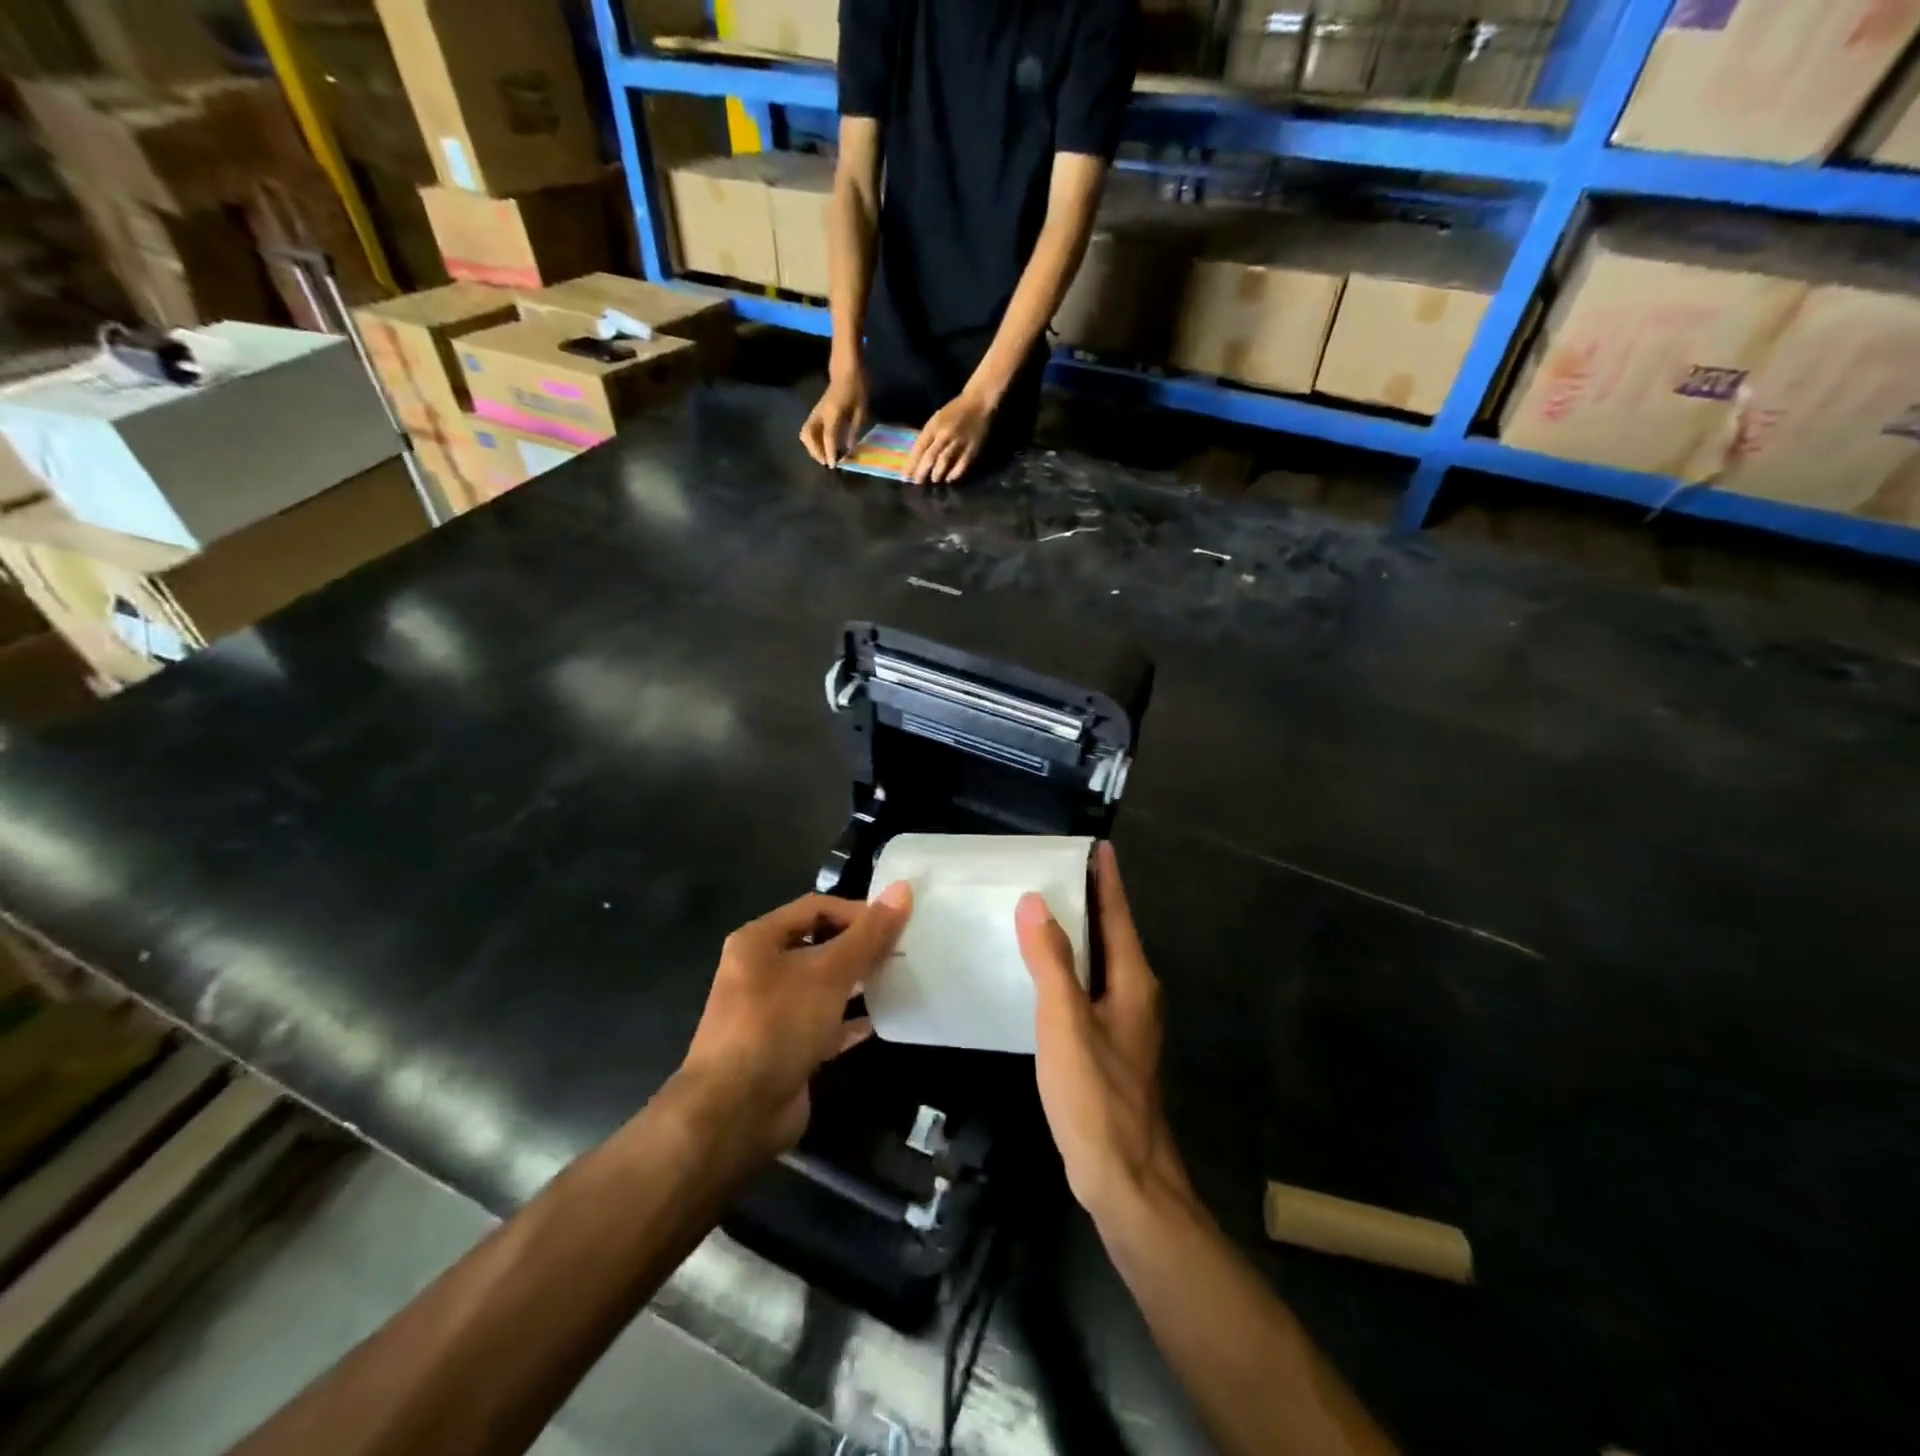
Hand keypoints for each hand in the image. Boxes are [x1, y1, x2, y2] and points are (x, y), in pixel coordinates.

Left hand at [678, 883, 910, 1162]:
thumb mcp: (828, 972)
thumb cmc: (778, 1025)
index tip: (895, 924)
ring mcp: (772, 1013)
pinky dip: (850, 1021)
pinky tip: (881, 1020)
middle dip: (859, 947)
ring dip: (857, 983)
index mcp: (759, 941)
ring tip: (898, 979)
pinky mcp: (785, 1049)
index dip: (856, 911)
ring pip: (823, 986)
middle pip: (819, 945)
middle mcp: (761, 971)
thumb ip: (868, 933)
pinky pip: (824, 1024)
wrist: (735, 1113)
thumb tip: (903, 888)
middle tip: (902, 950)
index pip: (815, 908)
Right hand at [800, 367, 868, 465]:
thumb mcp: (861, 410)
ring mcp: (815, 412)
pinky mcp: (814, 413)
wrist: (846, 370)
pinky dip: (812, 442)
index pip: (828, 436)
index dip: (829, 452)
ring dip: (812, 448)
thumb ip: (853, 430)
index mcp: (833, 412)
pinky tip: (822, 448)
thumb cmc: (856, 388)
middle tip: (827, 462)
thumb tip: (848, 449)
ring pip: (805, 433)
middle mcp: (820, 413)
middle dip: (816, 451)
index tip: (833, 466)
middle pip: (809, 435)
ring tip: (823, 457)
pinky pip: (808, 430)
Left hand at [904, 389, 994, 483]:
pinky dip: (954, 473)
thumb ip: (929, 435)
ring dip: (937, 474)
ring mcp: (958, 442)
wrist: (978, 402)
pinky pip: (961, 465)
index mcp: (934, 426)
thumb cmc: (955, 410)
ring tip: (933, 480)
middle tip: (918, 482)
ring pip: (944, 462)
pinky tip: (949, 478)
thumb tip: (919, 456)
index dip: (912, 463)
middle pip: (930, 457)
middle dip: (922, 472)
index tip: (906, 475)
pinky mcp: (971, 448)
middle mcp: (944, 435)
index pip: (919, 448)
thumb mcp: (937, 418)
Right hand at [1016, 844, 1189, 1219]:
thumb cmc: (1096, 1096)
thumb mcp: (1065, 1023)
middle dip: (1091, 900)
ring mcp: (1125, 1023)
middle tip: (1056, 870)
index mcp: (1132, 981)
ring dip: (1080, 934)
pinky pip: (1090, 988)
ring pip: (1102, 962)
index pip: (1118, 915)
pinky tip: (1044, 973)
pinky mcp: (1110, 1046)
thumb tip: (1035, 903)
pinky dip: (1071, 968)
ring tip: (1044, 911)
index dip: (1107, 879)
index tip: (1097, 846)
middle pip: (1113, 934)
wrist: (1124, 1179)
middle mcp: (1135, 995)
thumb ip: (1051, 962)